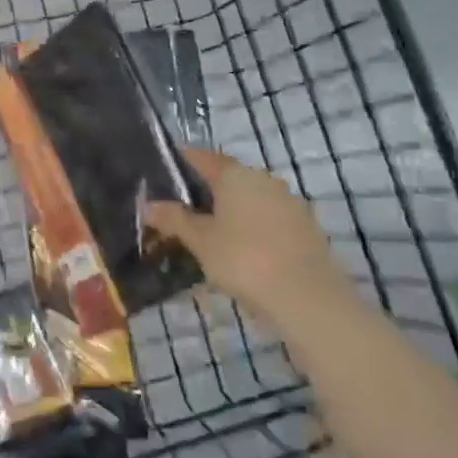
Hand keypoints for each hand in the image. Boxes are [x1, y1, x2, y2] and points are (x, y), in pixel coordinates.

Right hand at [143, 149, 343, 320]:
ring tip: (210, 237)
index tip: (162, 173)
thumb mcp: (200, 242)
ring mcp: (289, 203)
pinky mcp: (306, 228)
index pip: (201, 157)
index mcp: (234, 174)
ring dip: (230, 212)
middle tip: (182, 212)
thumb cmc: (245, 260)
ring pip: (250, 200)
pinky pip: (269, 220)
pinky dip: (252, 229)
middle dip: (205, 192)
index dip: (180, 162)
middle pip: (227, 178)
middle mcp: (263, 179)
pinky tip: (242, 253)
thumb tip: (148, 205)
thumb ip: (174, 220)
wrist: (310, 300)